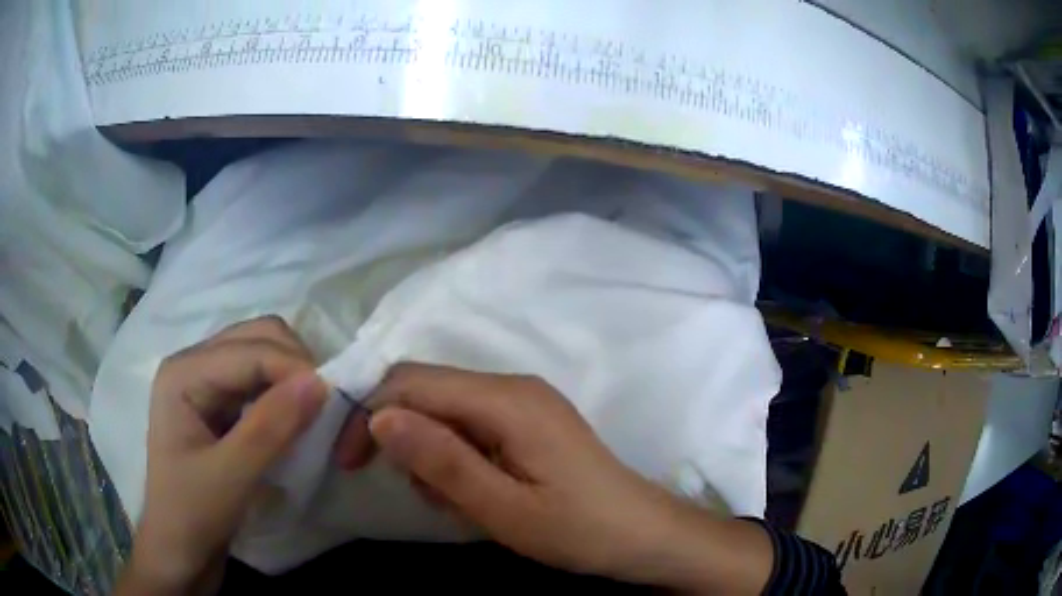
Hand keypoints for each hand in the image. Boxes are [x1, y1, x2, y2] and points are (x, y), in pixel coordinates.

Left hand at [118, 316, 326, 595]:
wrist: (179, 550)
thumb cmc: (192, 515)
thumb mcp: (231, 477)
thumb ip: (271, 428)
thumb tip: (321, 382)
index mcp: (183, 372)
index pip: (250, 349)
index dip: (294, 368)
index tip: (335, 403)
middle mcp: (193, 364)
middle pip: (257, 337)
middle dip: (295, 364)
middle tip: (324, 407)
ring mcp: (205, 382)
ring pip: (261, 354)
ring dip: (292, 377)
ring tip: (313, 413)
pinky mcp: (218, 404)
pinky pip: (260, 381)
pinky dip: (283, 393)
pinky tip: (293, 420)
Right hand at [339, 363, 772, 592]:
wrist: (643, 535)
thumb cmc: (578, 530)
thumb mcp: (502, 509)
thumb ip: (441, 460)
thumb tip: (378, 417)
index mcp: (506, 399)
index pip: (412, 383)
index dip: (369, 414)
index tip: (349, 463)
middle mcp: (512, 386)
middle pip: (428, 391)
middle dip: (403, 439)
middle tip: (422, 494)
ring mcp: (523, 402)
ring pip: (446, 413)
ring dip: (434, 457)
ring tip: (461, 505)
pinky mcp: (528, 423)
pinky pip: (471, 428)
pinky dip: (458, 460)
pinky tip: (478, 497)